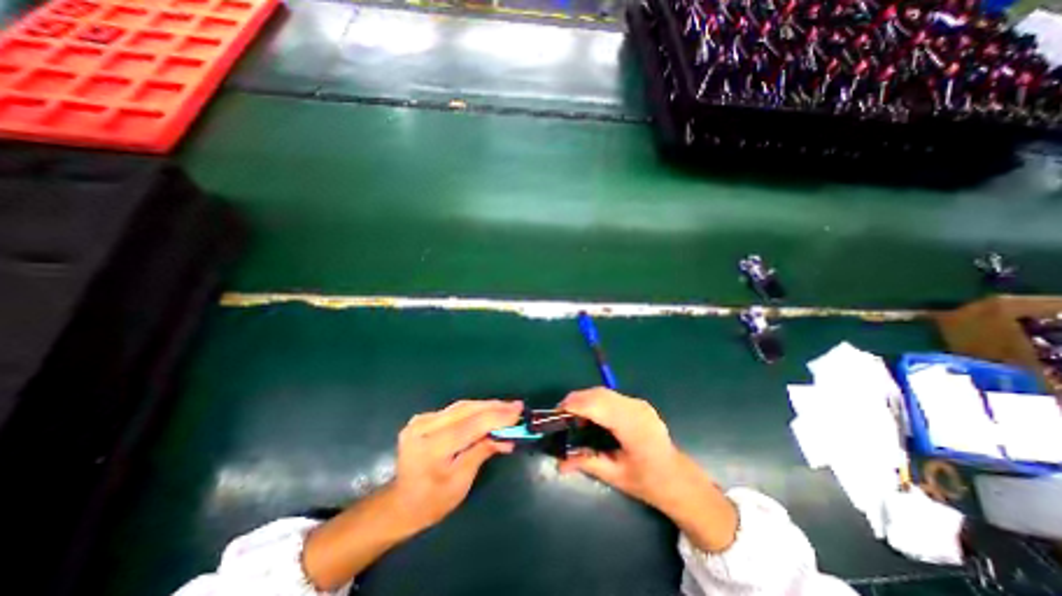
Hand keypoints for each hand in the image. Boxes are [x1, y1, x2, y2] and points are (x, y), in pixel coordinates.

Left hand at [390, 400, 521, 529]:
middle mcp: (423, 427)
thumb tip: (507, 436)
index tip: (518, 412)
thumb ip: (482, 451)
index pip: (471, 425)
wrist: (401, 504)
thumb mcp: (461, 482)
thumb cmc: (432, 502)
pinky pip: (455, 410)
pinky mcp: (424, 418)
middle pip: (466, 410)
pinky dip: (475, 410)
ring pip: (462, 406)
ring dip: (487, 406)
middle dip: (494, 407)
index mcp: (431, 448)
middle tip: (517, 406)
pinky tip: (489, 411)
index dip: (497, 417)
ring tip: (508, 407)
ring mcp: (421, 420)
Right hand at [558, 388, 687, 510]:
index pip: (597, 406)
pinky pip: (610, 395)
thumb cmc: (648, 482)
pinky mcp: (638, 403)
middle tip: (561, 414)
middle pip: (599, 394)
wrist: (678, 478)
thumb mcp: (615, 476)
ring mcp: (639, 403)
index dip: (575, 405)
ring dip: (585, 399)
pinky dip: (595, 400)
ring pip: (603, 392)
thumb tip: (559, 463)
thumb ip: (586, 463)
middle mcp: (636, 409)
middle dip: (576, 400)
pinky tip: (590, 415)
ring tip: (573, 415)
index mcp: (633, 428)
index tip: (556, 413)